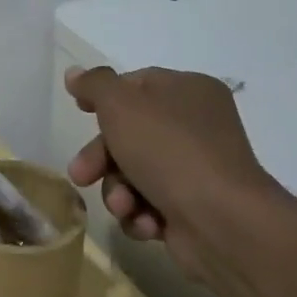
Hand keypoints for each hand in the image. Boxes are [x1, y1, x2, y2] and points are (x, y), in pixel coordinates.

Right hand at [64, 65, 282, 280]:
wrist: (221, 221)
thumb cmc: (169, 150)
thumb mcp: (121, 105)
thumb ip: (95, 84)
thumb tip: (74, 73)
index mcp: (188, 91)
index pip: (136, 85)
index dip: (103, 98)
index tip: (78, 111)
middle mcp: (195, 126)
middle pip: (128, 134)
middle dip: (100, 159)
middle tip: (82, 175)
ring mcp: (195, 168)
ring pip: (133, 172)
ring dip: (118, 191)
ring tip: (123, 206)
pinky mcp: (192, 207)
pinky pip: (149, 203)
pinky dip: (140, 214)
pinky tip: (146, 223)